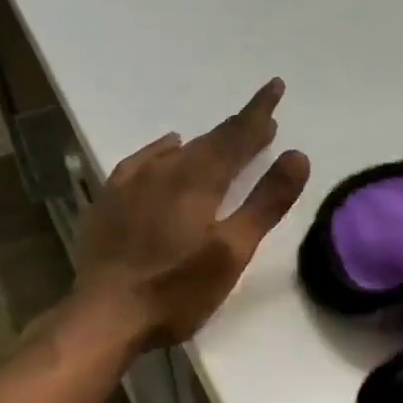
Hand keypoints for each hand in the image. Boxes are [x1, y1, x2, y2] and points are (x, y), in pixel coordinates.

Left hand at [71, 79, 310, 349]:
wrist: (105, 315)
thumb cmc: (177, 289)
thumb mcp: (232, 251)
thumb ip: (266, 202)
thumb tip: (297, 155)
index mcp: (198, 180)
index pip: (236, 135)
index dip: (258, 112)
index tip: (275, 87)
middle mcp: (164, 171)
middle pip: (209, 141)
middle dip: (238, 128)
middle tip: (262, 121)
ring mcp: (132, 184)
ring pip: (176, 151)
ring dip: (205, 143)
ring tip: (221, 141)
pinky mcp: (110, 200)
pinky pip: (142, 161)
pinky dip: (162, 151)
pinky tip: (165, 151)